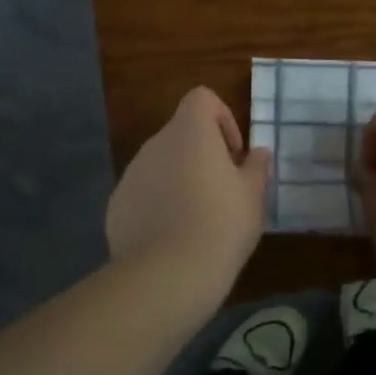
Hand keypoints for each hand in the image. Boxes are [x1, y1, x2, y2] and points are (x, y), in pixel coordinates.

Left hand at [106, 87, 270, 293]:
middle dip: (203, 155)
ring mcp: (131, 174)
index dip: (222, 118)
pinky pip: (143, 193)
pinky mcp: (117, 205)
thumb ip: (256, 167)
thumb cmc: (220, 226)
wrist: (166, 276)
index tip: (234, 154)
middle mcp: (156, 144)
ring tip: (199, 219)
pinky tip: (172, 239)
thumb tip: (258, 153)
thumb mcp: (252, 197)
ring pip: (161, 164)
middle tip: (224, 191)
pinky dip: (158, 204)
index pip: (201, 98)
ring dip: (180, 179)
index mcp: (190, 133)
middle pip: (181, 134)